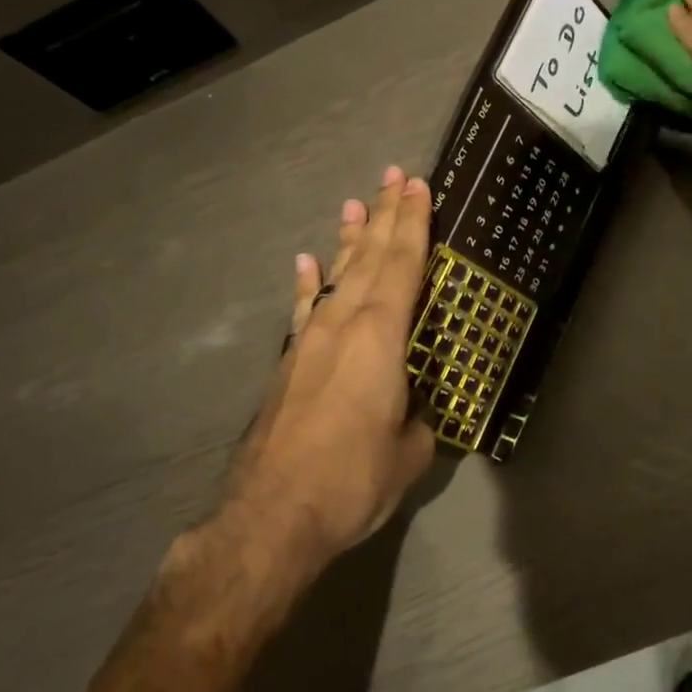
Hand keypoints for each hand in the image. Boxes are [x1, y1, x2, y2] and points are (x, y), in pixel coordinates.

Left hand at [230, 167, 435, 563]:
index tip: (418, 186)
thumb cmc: (352, 479)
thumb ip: (417, 421)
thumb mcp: (409, 453)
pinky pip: (303, 308)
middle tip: (394, 175)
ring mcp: (310, 340)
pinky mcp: (289, 363)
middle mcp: (343, 324)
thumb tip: (413, 414)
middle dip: (384, 214)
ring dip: (348, 239)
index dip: (413, 223)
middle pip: (368, 257)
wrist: (272, 515)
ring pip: (335, 275)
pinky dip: (307, 282)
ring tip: (354, 203)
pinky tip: (306, 261)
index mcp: (381, 337)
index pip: (403, 265)